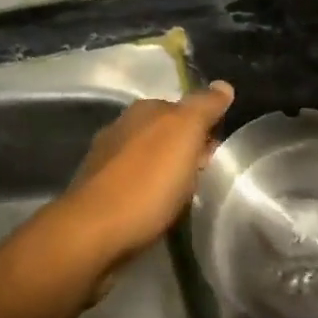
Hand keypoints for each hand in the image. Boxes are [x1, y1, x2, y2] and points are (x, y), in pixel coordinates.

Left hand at [59, 82, 234, 272]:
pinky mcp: (98, 190)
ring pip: (148, 158)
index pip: (183, 108)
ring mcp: (106, 158)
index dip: (203, 127)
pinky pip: (134, 182)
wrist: (94, 231)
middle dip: (184, 149)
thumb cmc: (146, 181)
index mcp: (144, 109)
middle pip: (164, 133)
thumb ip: (204, 107)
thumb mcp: (184, 134)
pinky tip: (155, 207)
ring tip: (183, 195)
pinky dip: (147, 190)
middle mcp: (122, 126)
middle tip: (204, 176)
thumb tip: (223, 85)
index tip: (218, 152)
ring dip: (165, 170)